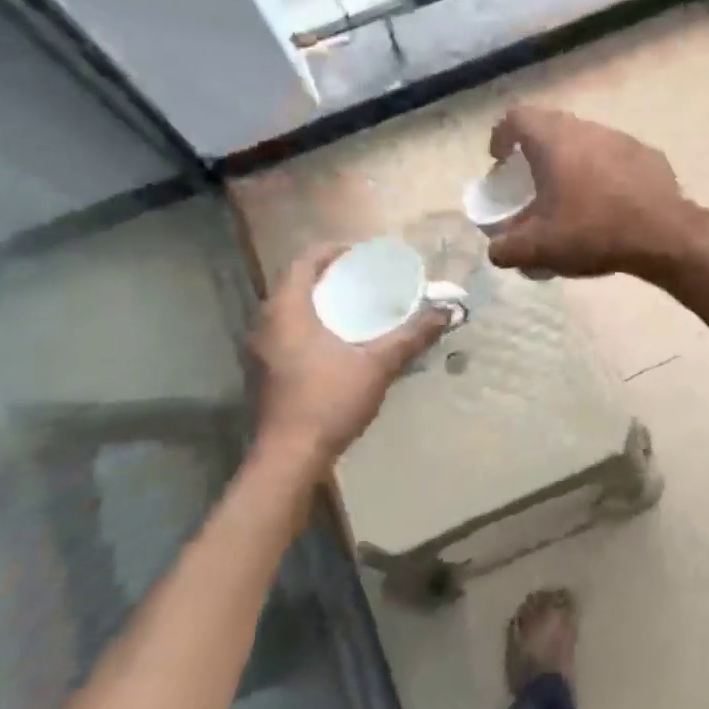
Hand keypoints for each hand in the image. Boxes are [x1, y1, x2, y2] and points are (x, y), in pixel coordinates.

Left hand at [250, 245, 447, 470]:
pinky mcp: (265, 372)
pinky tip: (337, 341)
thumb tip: (447, 313)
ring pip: (290, 310)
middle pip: (296, 283)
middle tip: (363, 277)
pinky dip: (310, 325)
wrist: (290, 457)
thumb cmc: (329, 400)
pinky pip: (287, 332)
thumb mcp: (378, 365)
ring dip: (318, 302)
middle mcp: (267, 323)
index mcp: (287, 310)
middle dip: (328, 276)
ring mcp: (262, 350)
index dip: (331, 250)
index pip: (303, 261)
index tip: (361, 253)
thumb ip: (412, 336)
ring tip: (354, 306)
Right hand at [486, 107, 692, 278]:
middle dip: (535, 150)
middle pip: (551, 126)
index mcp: (553, 140)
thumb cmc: (592, 231)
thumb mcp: (539, 249)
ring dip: (571, 160)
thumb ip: (506, 249)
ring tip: (571, 195)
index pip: (517, 117)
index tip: (500, 161)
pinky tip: (607, 202)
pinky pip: (614, 157)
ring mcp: (621, 139)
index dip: (502, 135)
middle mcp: (586, 129)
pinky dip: (603, 172)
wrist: (664, 235)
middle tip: (532, 180)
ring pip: (585, 140)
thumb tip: (496, 250)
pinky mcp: (648, 155)